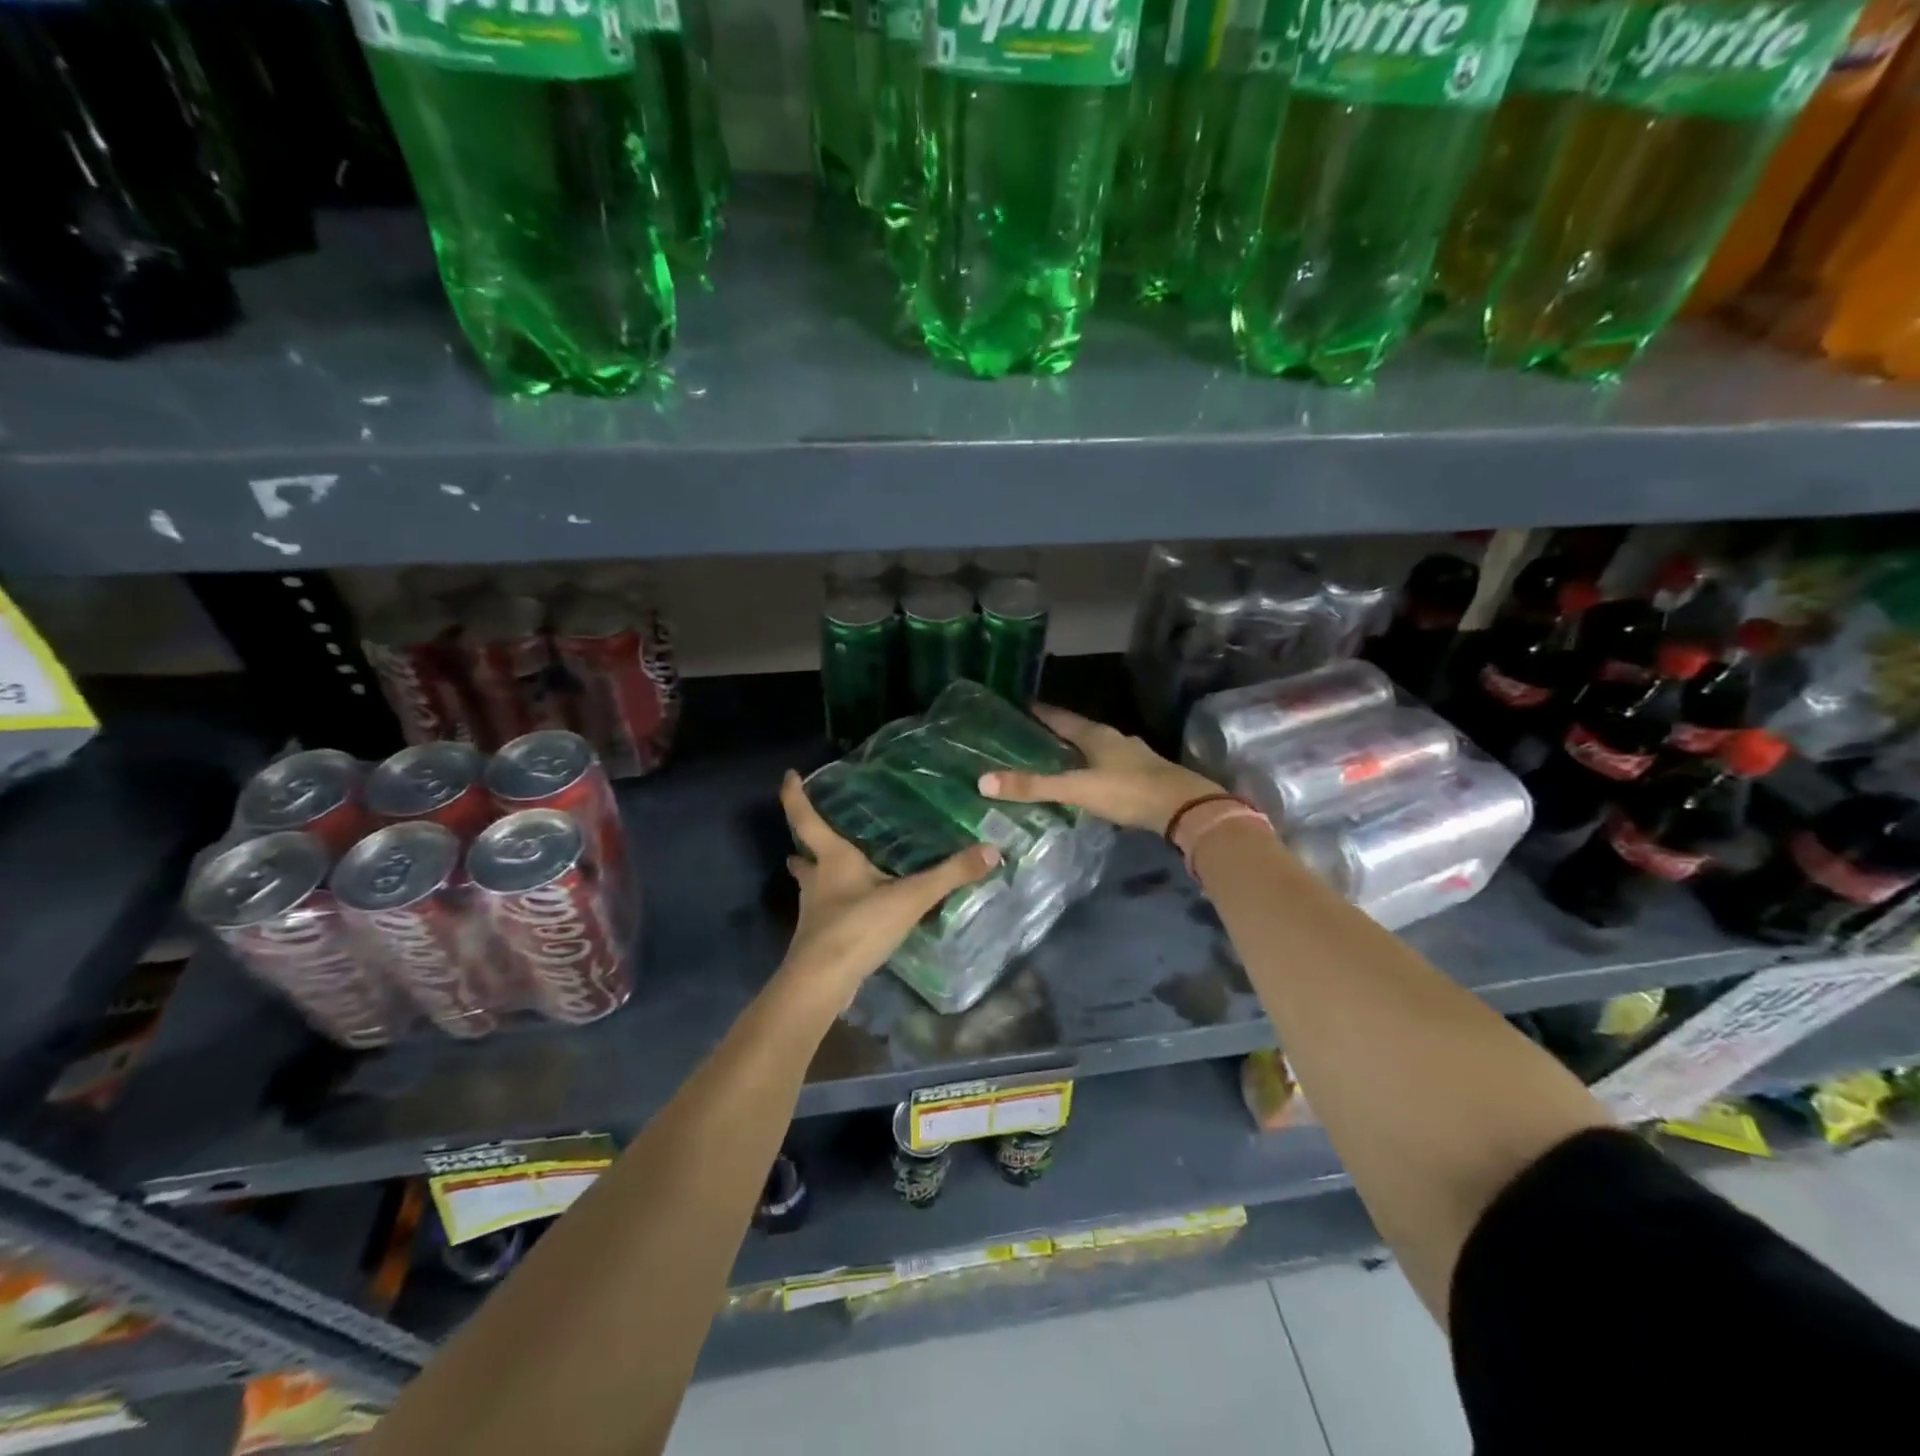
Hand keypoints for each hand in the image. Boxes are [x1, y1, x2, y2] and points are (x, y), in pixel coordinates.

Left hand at [777, 770, 998, 1000]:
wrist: (823, 983)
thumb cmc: (858, 927)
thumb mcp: (910, 898)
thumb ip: (949, 874)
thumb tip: (992, 850)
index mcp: (833, 858)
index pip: (805, 818)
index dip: (794, 795)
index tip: (789, 775)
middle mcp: (817, 880)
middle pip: (804, 854)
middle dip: (806, 843)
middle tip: (822, 832)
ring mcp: (814, 911)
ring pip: (811, 884)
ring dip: (818, 876)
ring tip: (836, 871)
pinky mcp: (819, 938)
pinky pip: (825, 912)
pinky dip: (835, 905)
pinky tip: (855, 910)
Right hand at [977, 705, 1219, 834]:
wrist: (1184, 808)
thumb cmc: (1128, 791)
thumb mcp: (1076, 789)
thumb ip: (1034, 787)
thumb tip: (983, 781)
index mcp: (1096, 735)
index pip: (1061, 718)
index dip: (1041, 712)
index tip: (1020, 706)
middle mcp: (1114, 739)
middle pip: (1079, 731)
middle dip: (1056, 733)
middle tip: (1030, 737)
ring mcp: (1132, 757)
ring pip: (1096, 749)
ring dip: (1076, 752)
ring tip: (1054, 760)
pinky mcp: (1143, 776)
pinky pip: (1109, 767)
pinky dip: (1092, 770)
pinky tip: (1086, 782)